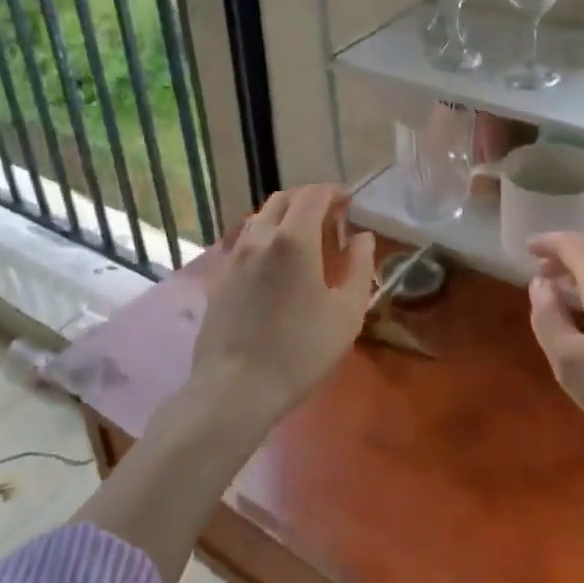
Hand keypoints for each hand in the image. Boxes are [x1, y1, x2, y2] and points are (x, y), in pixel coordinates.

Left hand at [191, 184, 375, 428]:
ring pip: (262, 217)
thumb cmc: (300, 352)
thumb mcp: (346, 313)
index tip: (349, 204)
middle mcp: (261, 236)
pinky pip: (247, 240)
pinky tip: (277, 265)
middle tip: (330, 220)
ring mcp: (235, 255)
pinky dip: (267, 236)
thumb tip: (363, 238)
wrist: (235, 388)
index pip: (314, 195)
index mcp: (294, 239)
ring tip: (304, 240)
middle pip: (284, 199)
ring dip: (286, 216)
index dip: (334, 193)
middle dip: (309, 200)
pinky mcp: (220, 275)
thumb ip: (360, 268)